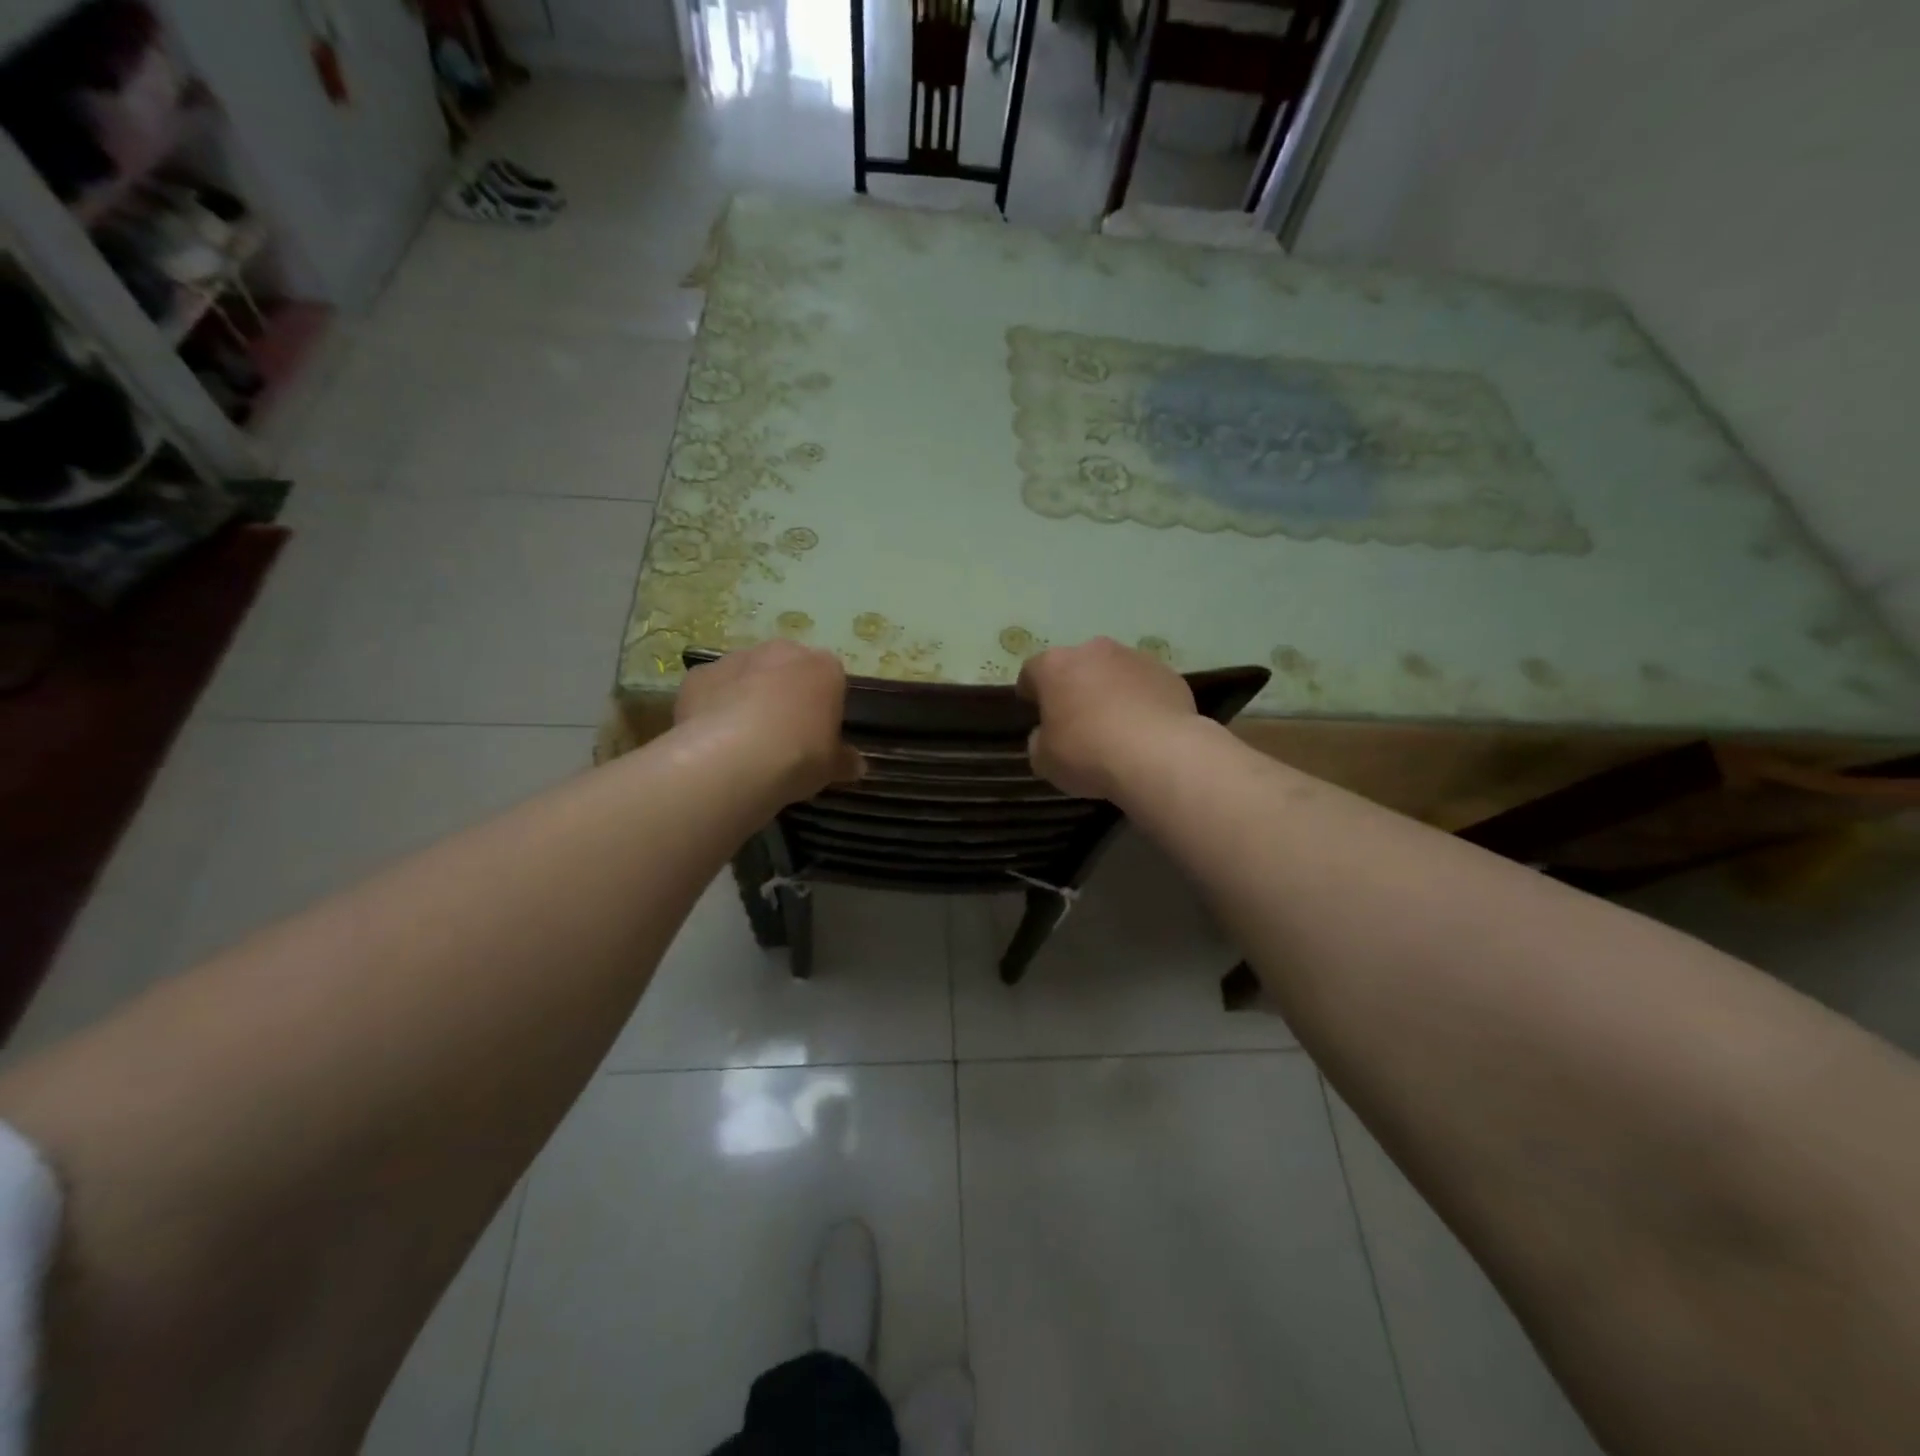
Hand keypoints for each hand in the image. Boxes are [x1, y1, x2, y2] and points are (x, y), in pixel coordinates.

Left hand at [675, 641, 862, 801]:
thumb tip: (857, 765)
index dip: (825, 706)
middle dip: (786, 693)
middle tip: (783, 734)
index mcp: (823, 667)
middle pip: (788, 668)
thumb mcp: (831, 767)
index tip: (819, 734)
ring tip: (744, 739)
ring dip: (748, 695)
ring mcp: (737, 659)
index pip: (832, 679)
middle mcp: (782, 652)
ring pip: (748, 674)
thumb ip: (844, 761)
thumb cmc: (798, 756)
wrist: (733, 759)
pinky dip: (713, 705)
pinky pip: (713, 688)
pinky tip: (713, 737)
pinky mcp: (699, 675)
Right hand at [1017, 637, 1200, 800]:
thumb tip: (1046, 735)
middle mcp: (1093, 651)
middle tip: (1076, 719)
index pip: (1032, 671)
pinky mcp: (1168, 674)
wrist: (1159, 755)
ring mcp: (1135, 658)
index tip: (1033, 708)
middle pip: (1076, 665)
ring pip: (1114, 672)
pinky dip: (1141, 701)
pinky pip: (1145, 686)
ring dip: (1110, 690)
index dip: (1031, 690)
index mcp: (1055, 666)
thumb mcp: (1045, 760)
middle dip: (1074, 686)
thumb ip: (1039, 741)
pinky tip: (1145, 729)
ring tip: (1116, 725)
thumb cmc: (1088, 753)